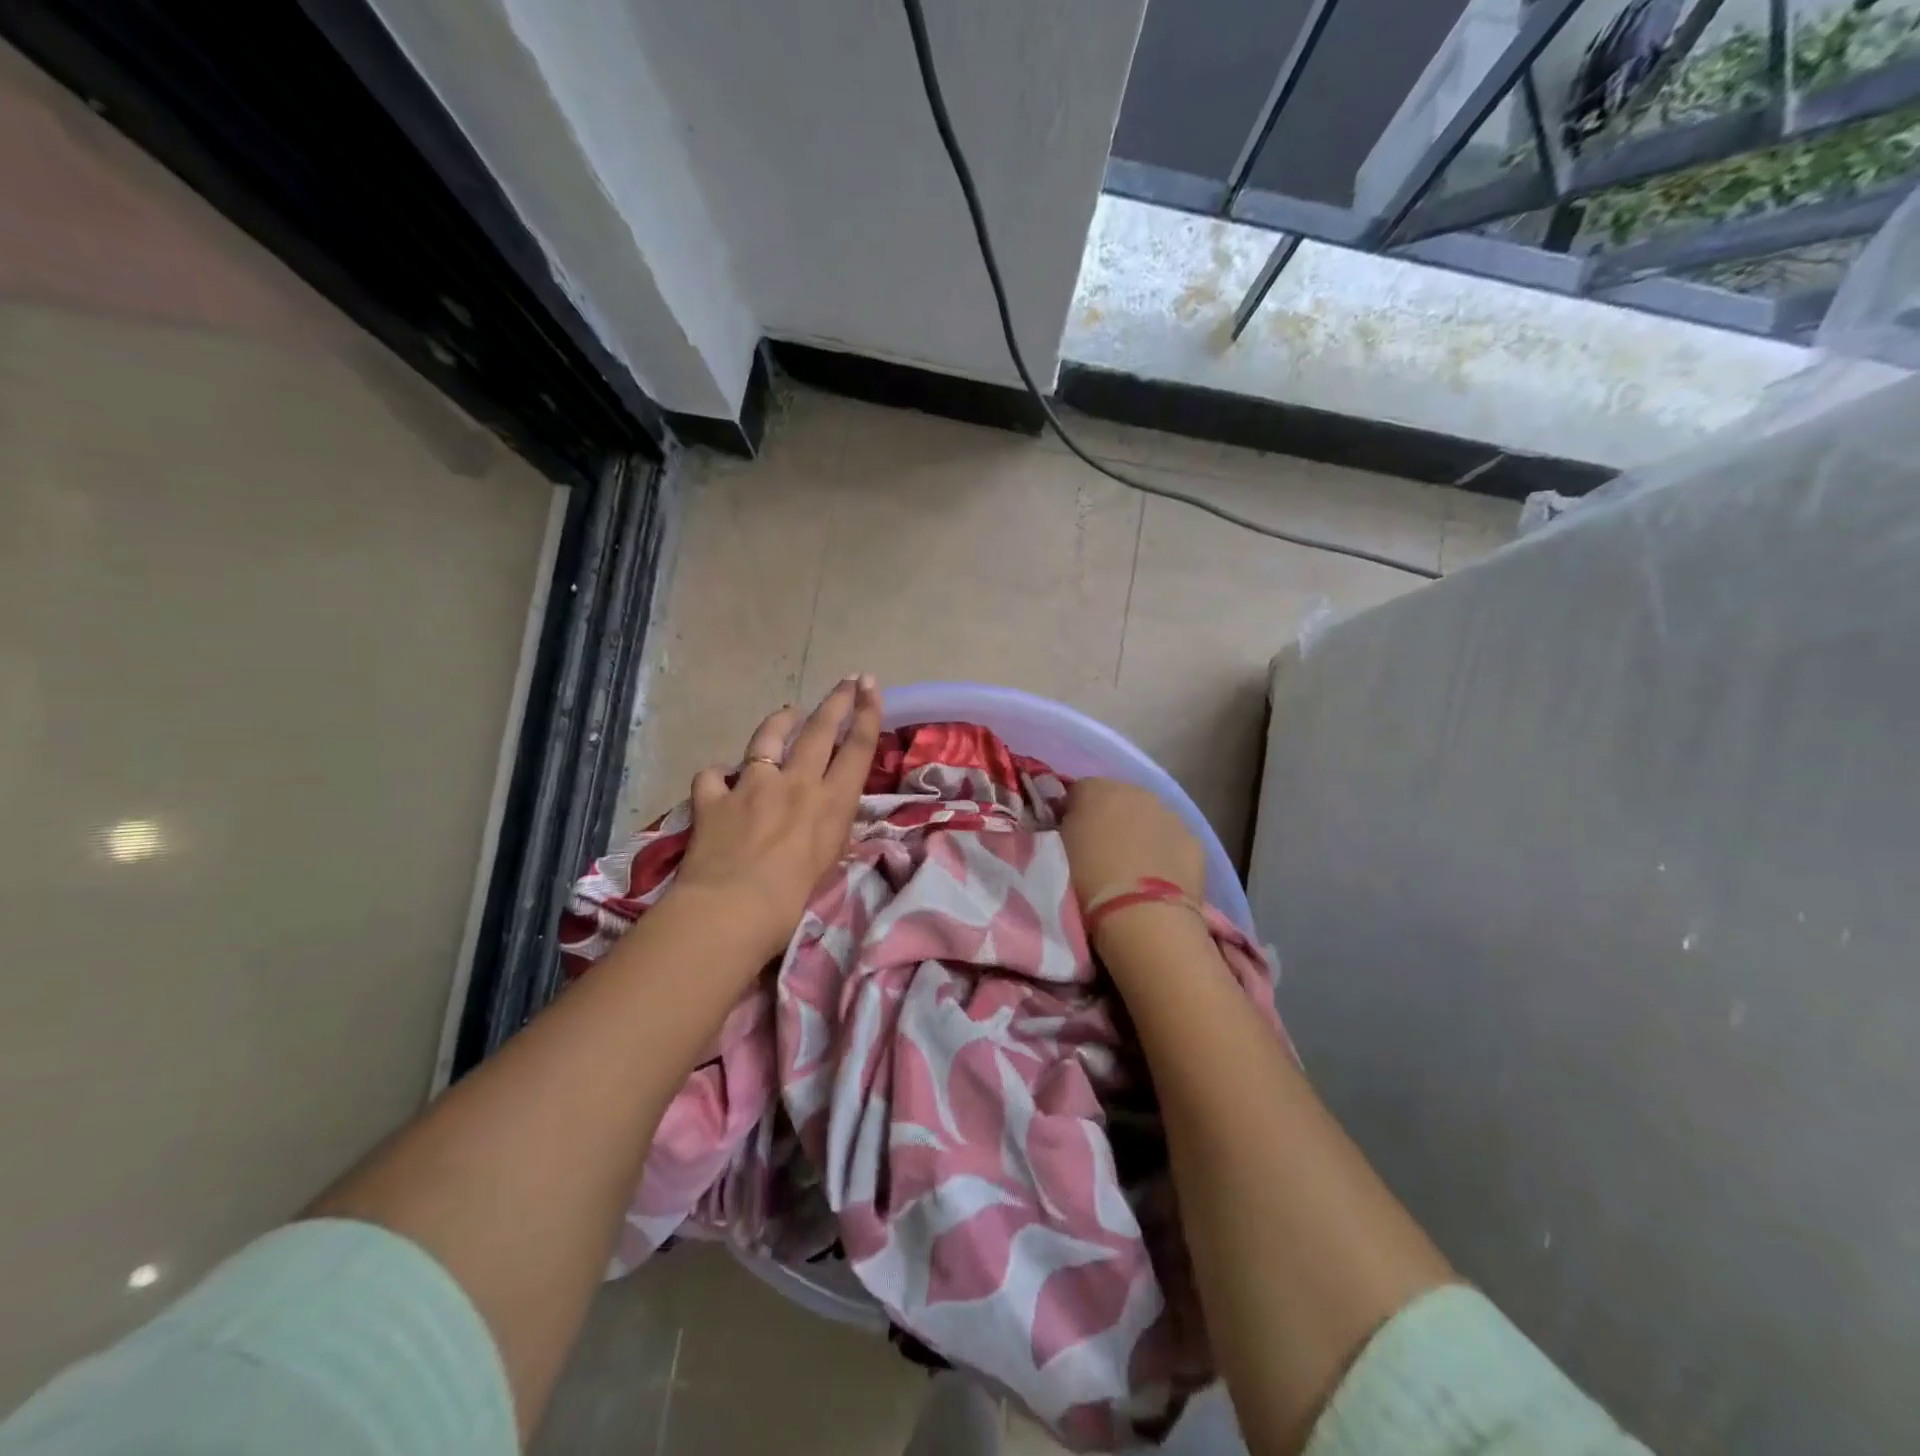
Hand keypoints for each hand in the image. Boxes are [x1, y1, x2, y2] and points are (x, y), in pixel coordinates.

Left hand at [670, 675, 882, 962]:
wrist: (732, 910)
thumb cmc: (794, 902)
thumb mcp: (830, 865)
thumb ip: (831, 830)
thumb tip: (829, 815)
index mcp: (831, 802)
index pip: (857, 747)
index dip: (868, 713)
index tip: (871, 686)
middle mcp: (796, 783)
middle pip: (820, 730)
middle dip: (837, 700)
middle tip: (848, 679)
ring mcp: (752, 785)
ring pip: (768, 738)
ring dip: (781, 720)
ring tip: (789, 711)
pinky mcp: (714, 798)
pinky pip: (714, 776)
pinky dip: (719, 775)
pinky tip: (720, 779)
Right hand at [1060, 777, 1204, 914]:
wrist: (1141, 913)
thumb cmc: (1087, 880)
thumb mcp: (1060, 847)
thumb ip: (1067, 824)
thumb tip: (1074, 820)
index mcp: (1096, 789)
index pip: (1080, 791)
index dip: (1075, 812)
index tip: (1072, 836)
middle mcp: (1135, 792)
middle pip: (1119, 799)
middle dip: (1112, 819)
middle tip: (1102, 853)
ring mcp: (1169, 814)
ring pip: (1151, 818)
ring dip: (1142, 835)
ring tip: (1132, 871)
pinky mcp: (1194, 841)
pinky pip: (1174, 842)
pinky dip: (1167, 854)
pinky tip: (1160, 880)